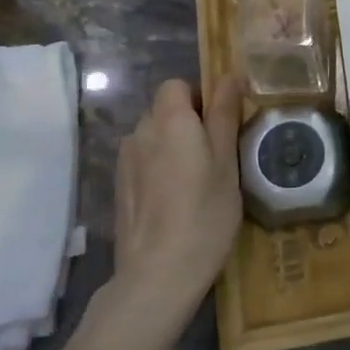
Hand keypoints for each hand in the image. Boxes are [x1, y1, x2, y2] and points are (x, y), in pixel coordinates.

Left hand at [111, 76, 242, 298]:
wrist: (157, 275)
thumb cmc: (205, 213)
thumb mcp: (227, 161)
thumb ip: (225, 114)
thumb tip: (229, 75)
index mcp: (169, 120)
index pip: (177, 85)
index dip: (200, 97)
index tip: (221, 125)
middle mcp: (140, 132)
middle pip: (164, 110)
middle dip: (188, 122)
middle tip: (217, 155)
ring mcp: (125, 162)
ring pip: (153, 136)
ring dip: (173, 146)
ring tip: (196, 180)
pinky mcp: (120, 188)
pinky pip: (143, 161)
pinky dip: (160, 168)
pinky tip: (175, 199)